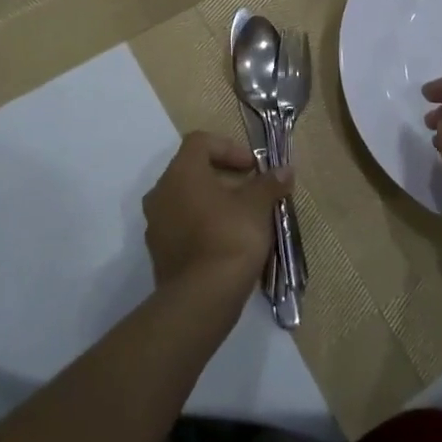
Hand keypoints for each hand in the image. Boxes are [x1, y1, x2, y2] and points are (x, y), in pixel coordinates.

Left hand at [143, 131, 291, 301]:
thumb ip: (269, 184)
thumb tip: (285, 170)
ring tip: (242, 217)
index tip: (252, 167)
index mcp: (181, 173)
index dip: (229, 147)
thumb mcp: (257, 206)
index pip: (200, 142)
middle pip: (192, 170)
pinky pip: (182, 226)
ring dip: (213, 202)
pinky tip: (227, 241)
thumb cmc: (230, 238)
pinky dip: (203, 224)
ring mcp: (156, 224)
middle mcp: (161, 192)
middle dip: (224, 176)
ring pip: (186, 199)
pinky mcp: (159, 252)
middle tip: (251, 190)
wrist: (201, 299)